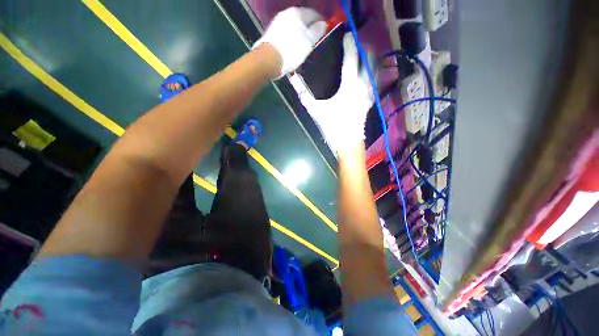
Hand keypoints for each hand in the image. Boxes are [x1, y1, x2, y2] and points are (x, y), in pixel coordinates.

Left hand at [254, 7, 325, 76]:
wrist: (269, 59)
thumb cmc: (291, 51)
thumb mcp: (308, 42)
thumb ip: (317, 32)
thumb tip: (322, 24)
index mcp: (298, 13)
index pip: (314, 14)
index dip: (320, 22)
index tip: (323, 32)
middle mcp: (287, 13)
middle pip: (303, 19)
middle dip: (309, 27)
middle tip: (313, 40)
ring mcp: (278, 21)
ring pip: (294, 25)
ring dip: (300, 32)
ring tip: (303, 44)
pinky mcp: (272, 31)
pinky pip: (287, 31)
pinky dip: (292, 36)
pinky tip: (292, 45)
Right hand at [291, 33, 374, 153]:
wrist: (348, 141)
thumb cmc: (333, 126)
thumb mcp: (317, 111)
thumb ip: (305, 96)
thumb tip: (294, 82)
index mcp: (349, 86)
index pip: (351, 60)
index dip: (349, 45)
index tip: (348, 35)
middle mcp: (362, 86)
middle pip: (367, 62)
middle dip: (363, 49)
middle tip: (356, 43)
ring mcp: (368, 94)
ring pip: (373, 71)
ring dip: (369, 60)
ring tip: (364, 54)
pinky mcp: (369, 101)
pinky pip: (374, 82)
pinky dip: (372, 74)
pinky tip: (368, 73)